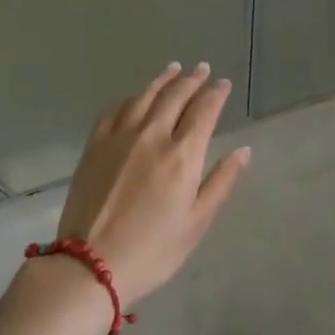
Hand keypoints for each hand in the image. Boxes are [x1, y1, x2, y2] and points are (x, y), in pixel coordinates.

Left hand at [53, 62, 250, 304]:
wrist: (90, 266)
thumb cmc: (153, 250)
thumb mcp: (197, 223)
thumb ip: (221, 182)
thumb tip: (243, 151)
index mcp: (183, 155)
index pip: (204, 111)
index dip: (216, 94)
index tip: (223, 84)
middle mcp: (153, 136)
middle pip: (176, 96)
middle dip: (193, 79)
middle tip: (203, 69)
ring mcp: (120, 138)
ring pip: (145, 96)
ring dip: (163, 80)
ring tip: (174, 69)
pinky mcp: (95, 146)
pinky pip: (115, 110)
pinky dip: (131, 97)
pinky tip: (136, 96)